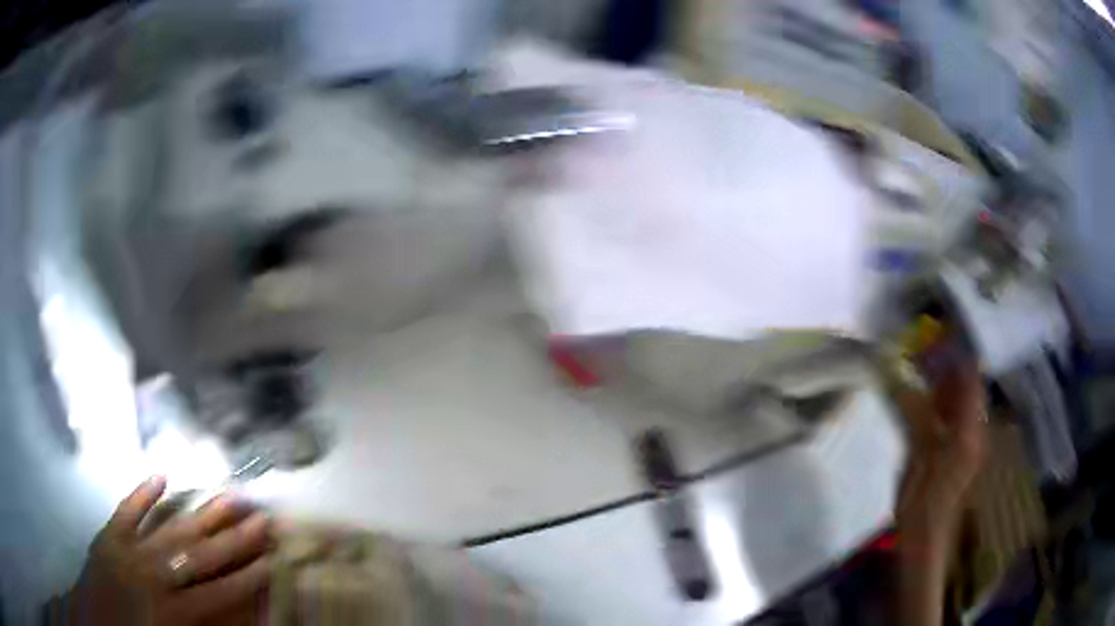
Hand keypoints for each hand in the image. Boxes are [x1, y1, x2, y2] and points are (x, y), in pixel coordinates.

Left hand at [63, 477, 271, 624]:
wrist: (97, 620)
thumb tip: (239, 618)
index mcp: (173, 612)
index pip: (219, 592)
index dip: (247, 576)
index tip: (272, 558)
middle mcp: (154, 577)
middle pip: (199, 555)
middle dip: (233, 538)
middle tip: (261, 517)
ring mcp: (129, 550)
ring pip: (170, 529)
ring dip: (199, 512)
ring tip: (227, 494)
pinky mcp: (109, 534)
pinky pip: (128, 511)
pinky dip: (144, 494)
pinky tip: (162, 475)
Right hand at [895, 357, 987, 532]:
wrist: (925, 541)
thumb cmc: (923, 503)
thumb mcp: (918, 459)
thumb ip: (915, 416)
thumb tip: (899, 380)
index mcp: (968, 431)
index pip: (970, 381)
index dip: (958, 356)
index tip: (938, 337)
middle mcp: (974, 431)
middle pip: (966, 388)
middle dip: (948, 367)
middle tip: (923, 350)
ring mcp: (966, 442)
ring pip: (959, 402)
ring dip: (943, 384)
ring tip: (921, 368)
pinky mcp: (956, 452)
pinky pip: (952, 418)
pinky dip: (940, 404)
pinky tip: (923, 400)